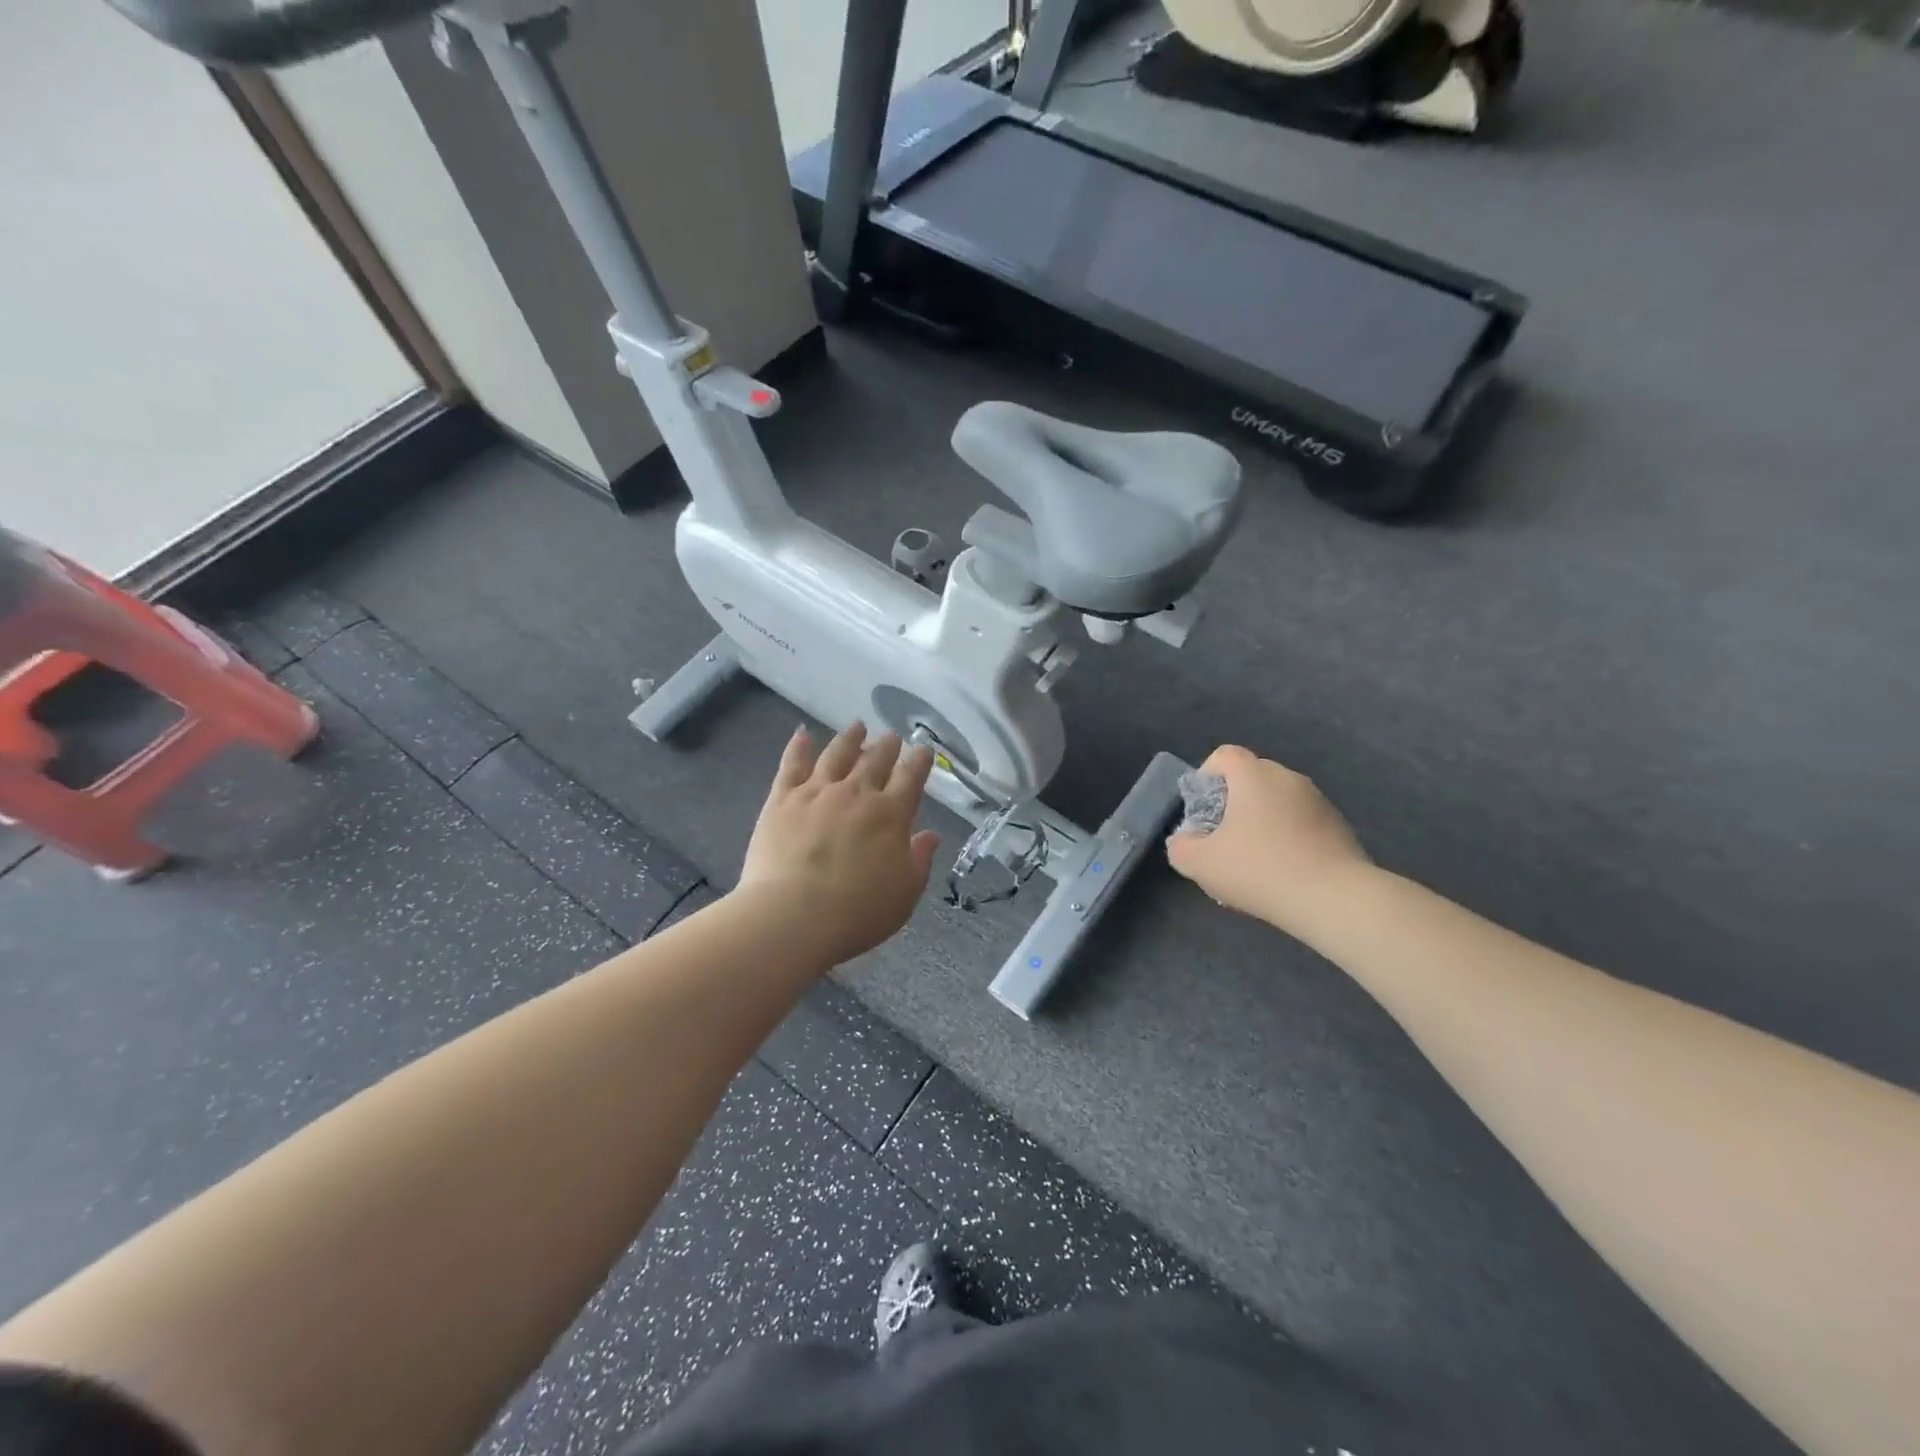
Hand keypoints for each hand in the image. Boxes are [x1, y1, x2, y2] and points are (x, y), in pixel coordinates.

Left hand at [736, 723, 941, 966]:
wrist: (791, 917)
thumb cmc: (856, 913)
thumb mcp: (904, 894)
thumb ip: (919, 860)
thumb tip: (931, 835)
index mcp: (891, 814)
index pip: (911, 777)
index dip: (919, 761)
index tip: (923, 750)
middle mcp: (857, 793)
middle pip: (876, 759)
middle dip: (887, 745)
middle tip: (892, 737)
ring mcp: (817, 791)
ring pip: (837, 753)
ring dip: (850, 738)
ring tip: (857, 726)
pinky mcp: (782, 799)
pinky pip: (792, 764)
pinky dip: (799, 746)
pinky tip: (802, 734)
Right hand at [1166, 745, 1371, 932]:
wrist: (1335, 900)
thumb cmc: (1260, 870)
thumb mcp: (1201, 864)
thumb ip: (1181, 847)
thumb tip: (1184, 840)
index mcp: (1255, 776)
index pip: (1224, 755)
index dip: (1206, 776)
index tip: (1203, 811)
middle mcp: (1288, 778)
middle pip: (1252, 777)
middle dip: (1233, 802)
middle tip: (1224, 838)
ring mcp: (1319, 801)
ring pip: (1278, 801)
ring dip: (1262, 821)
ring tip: (1255, 861)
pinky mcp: (1340, 826)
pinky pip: (1301, 822)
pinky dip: (1288, 837)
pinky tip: (1285, 872)